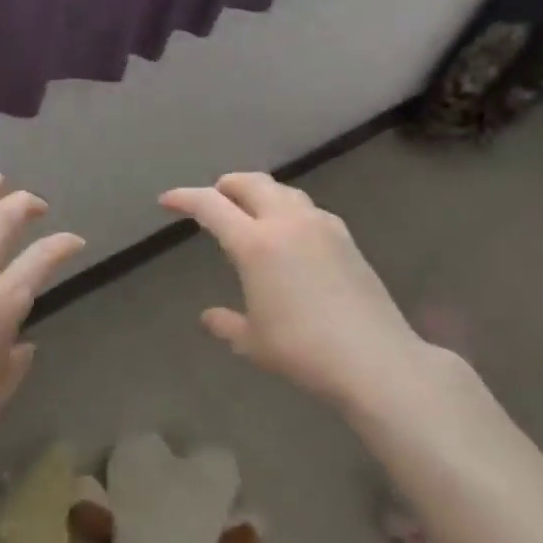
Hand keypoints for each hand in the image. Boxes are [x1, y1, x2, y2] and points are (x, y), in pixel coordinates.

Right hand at [160, 173, 430, 411]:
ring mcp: (322, 227)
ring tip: (249, 211)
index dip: (184, 198)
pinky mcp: (346, 239)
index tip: (167, 200)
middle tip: (211, 199)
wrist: (375, 359)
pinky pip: (308, 209)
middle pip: (251, 183)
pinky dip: (288, 210)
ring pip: (284, 191)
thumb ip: (226, 324)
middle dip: (225, 186)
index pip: (211, 206)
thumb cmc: (302, 351)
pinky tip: (289, 233)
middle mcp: (287, 223)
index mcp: (255, 244)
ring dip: (260, 193)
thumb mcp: (252, 342)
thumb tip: (209, 317)